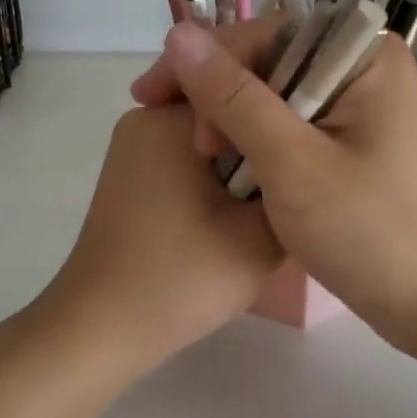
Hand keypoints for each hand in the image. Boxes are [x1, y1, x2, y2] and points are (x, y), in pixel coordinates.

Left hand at [42, 104, 283, 369]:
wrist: (100, 329)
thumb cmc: (181, 278)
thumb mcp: (261, 236)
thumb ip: (293, 187)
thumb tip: (305, 161)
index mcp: (171, 118)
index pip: (248, 88)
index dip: (287, 116)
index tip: (316, 150)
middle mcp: (146, 118)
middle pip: (228, 111)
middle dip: (262, 142)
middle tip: (299, 180)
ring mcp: (134, 148)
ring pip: (210, 138)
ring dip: (242, 163)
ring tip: (271, 202)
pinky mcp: (131, 177)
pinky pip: (187, 158)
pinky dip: (215, 179)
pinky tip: (234, 215)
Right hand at [131, 19, 416, 350]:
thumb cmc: (371, 232)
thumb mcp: (293, 164)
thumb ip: (234, 98)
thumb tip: (178, 35)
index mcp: (364, 55)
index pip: (266, 31)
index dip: (206, 59)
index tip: (154, 98)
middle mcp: (362, 68)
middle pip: (269, 59)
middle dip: (218, 95)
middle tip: (186, 144)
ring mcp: (357, 106)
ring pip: (273, 94)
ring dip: (231, 121)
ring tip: (198, 157)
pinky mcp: (349, 141)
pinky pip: (289, 124)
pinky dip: (255, 142)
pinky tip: (225, 163)